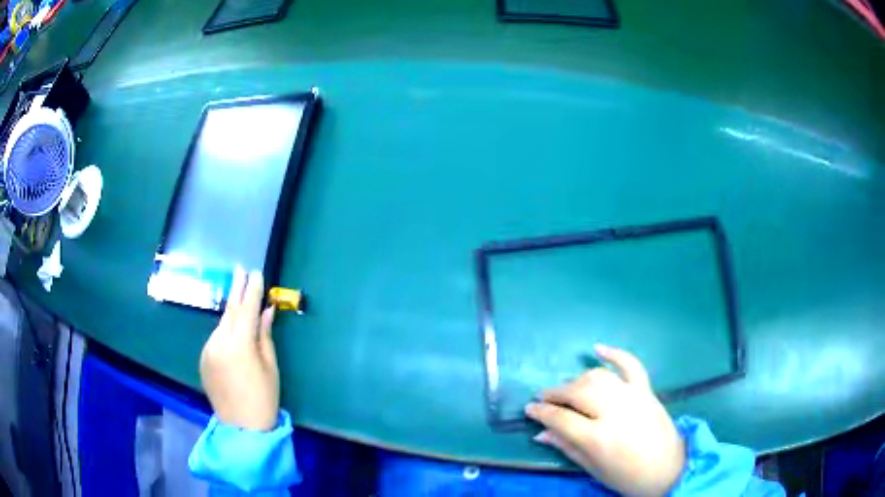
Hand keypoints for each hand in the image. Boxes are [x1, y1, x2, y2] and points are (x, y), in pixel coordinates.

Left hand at [200, 268, 279, 430]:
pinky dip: (225, 330)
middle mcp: (218, 342)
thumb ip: (265, 335)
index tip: (256, 272)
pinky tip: (232, 330)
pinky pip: (215, 337)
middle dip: (237, 290)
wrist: (242, 427)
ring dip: (231, 311)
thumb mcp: (270, 366)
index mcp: (239, 345)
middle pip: (229, 311)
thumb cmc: (264, 397)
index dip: (252, 290)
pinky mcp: (203, 359)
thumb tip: (266, 311)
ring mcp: (207, 350)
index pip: (246, 310)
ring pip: (221, 324)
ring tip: (239, 298)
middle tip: (240, 270)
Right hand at [525, 344, 684, 496]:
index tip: (529, 409)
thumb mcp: (593, 469)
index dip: (541, 412)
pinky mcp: (647, 390)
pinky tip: (598, 348)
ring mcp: (633, 397)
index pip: (561, 418)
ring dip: (577, 380)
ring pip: (598, 377)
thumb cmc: (627, 477)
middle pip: (577, 392)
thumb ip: (567, 447)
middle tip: (543, 399)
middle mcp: (615, 411)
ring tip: (567, 390)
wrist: (669, 469)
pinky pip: (631, 365)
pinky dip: (615, 354)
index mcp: (599, 438)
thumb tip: (541, 432)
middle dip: (555, 393)